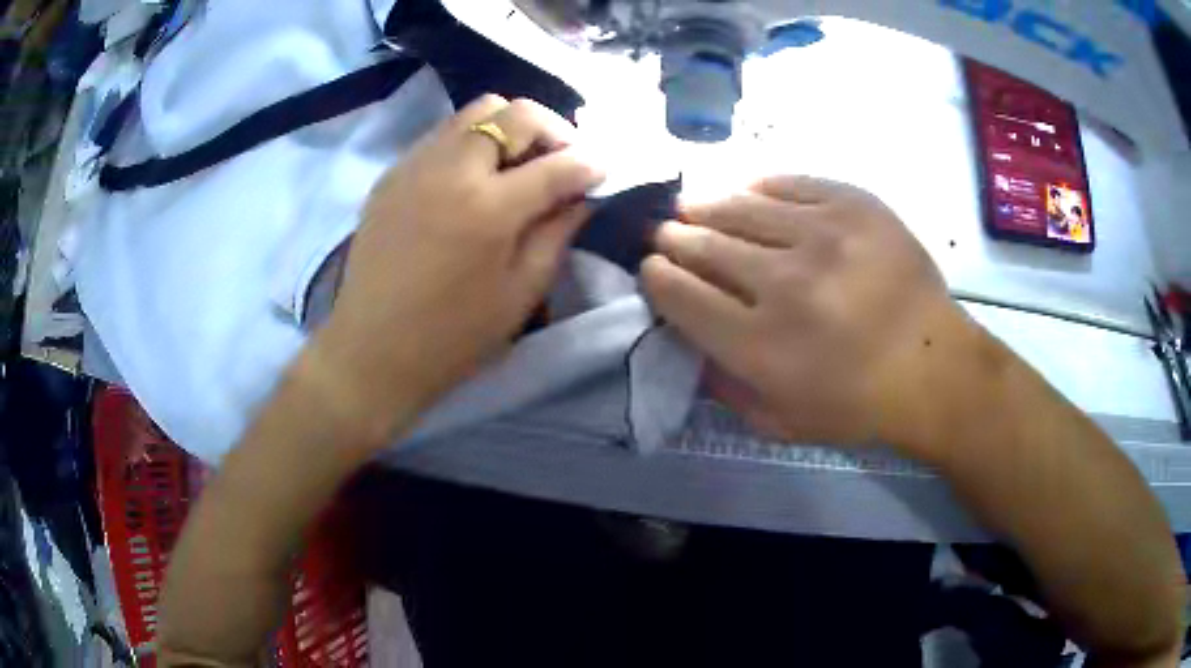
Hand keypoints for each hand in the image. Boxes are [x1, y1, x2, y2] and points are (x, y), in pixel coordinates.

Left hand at [309, 96, 603, 445]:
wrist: (372, 349)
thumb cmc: (453, 336)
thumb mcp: (520, 293)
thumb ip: (557, 234)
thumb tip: (582, 196)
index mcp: (489, 208)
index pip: (558, 163)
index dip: (591, 164)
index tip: (601, 173)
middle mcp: (452, 169)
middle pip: (514, 112)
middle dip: (552, 129)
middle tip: (559, 162)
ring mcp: (416, 164)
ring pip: (476, 111)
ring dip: (509, 128)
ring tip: (516, 165)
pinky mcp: (392, 173)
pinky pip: (443, 133)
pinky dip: (471, 142)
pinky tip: (473, 179)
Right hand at [644, 176, 975, 451]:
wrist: (934, 367)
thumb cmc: (857, 405)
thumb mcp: (779, 421)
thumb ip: (723, 385)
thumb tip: (685, 337)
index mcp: (761, 346)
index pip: (680, 295)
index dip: (656, 277)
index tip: (653, 268)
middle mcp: (785, 284)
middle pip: (703, 245)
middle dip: (673, 237)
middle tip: (666, 232)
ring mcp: (823, 235)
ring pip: (738, 206)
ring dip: (706, 206)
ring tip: (693, 206)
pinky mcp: (854, 204)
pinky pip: (788, 183)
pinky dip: (758, 188)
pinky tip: (747, 194)